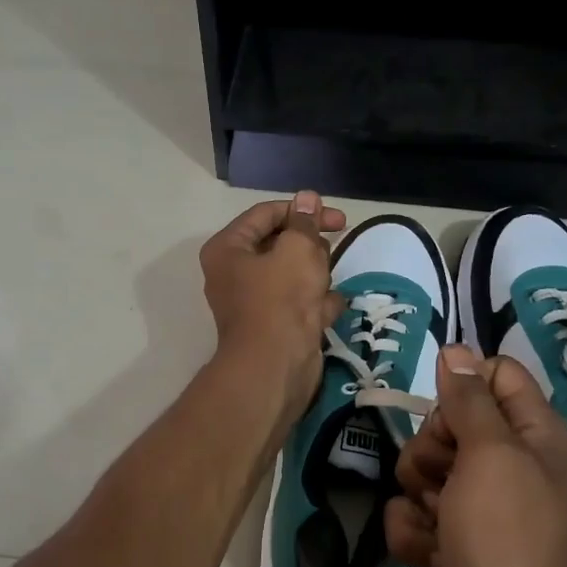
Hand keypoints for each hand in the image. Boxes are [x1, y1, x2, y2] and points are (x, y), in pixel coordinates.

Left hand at [200, 191, 347, 418]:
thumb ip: (305, 222)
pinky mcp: (275, 326)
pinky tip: (328, 308)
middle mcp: (235, 273)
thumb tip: (307, 198)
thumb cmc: (281, 299)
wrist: (275, 367)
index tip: (337, 219)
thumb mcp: (298, 249)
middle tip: (327, 255)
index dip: (302, 210)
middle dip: (309, 248)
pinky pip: (300, 303)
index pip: (266, 214)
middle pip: (280, 244)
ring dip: (315, 276)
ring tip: (323, 285)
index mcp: (228, 249)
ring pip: (294, 275)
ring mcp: (256, 302)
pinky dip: (317, 304)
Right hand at [385, 345, 566, 566]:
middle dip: (431, 447)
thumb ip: (471, 400)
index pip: (495, 377)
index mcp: (532, 436)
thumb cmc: (506, 541)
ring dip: (417, 495)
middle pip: (448, 423)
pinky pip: (413, 517)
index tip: (444, 407)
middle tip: (444, 477)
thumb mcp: (491, 455)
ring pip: (422, 471)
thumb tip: (457, 350)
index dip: (463, 385)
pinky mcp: (452, 547)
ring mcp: (478, 510)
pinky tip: (429, 558)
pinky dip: (413, 535)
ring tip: (439, 525)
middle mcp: (507, 467)